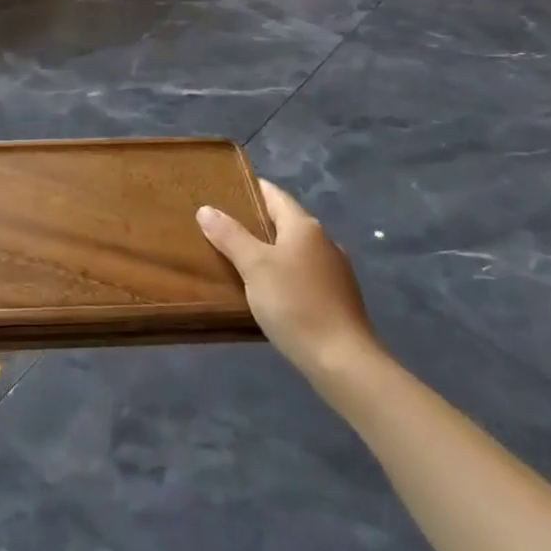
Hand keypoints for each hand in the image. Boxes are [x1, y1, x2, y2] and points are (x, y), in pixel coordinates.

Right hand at [198, 180, 384, 381]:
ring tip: (238, 258)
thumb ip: (230, 236)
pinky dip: (283, 273)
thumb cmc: (295, 304)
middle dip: (255, 222)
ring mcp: (334, 271)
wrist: (343, 361)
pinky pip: (302, 274)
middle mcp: (323, 241)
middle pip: (284, 221)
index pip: (274, 194)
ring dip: (269, 250)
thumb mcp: (254, 266)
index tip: (224, 190)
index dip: (250, 189)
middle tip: (221, 226)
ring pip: (293, 250)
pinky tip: (267, 290)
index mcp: (304, 226)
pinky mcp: (337, 298)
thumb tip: (206, 209)